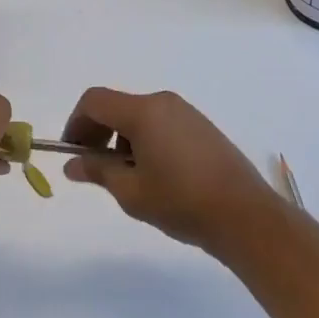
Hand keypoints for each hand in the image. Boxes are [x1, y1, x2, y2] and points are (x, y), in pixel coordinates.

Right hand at [62, 88, 282, 256]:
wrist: (246, 216)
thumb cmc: (182, 203)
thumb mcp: (132, 192)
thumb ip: (98, 172)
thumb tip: (72, 165)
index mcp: (143, 111)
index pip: (95, 101)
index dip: (76, 123)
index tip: (73, 153)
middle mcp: (163, 102)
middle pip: (117, 106)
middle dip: (98, 132)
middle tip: (94, 167)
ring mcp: (185, 112)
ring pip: (139, 116)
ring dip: (122, 138)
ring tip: (127, 178)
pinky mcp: (201, 126)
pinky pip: (160, 123)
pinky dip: (145, 140)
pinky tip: (155, 174)